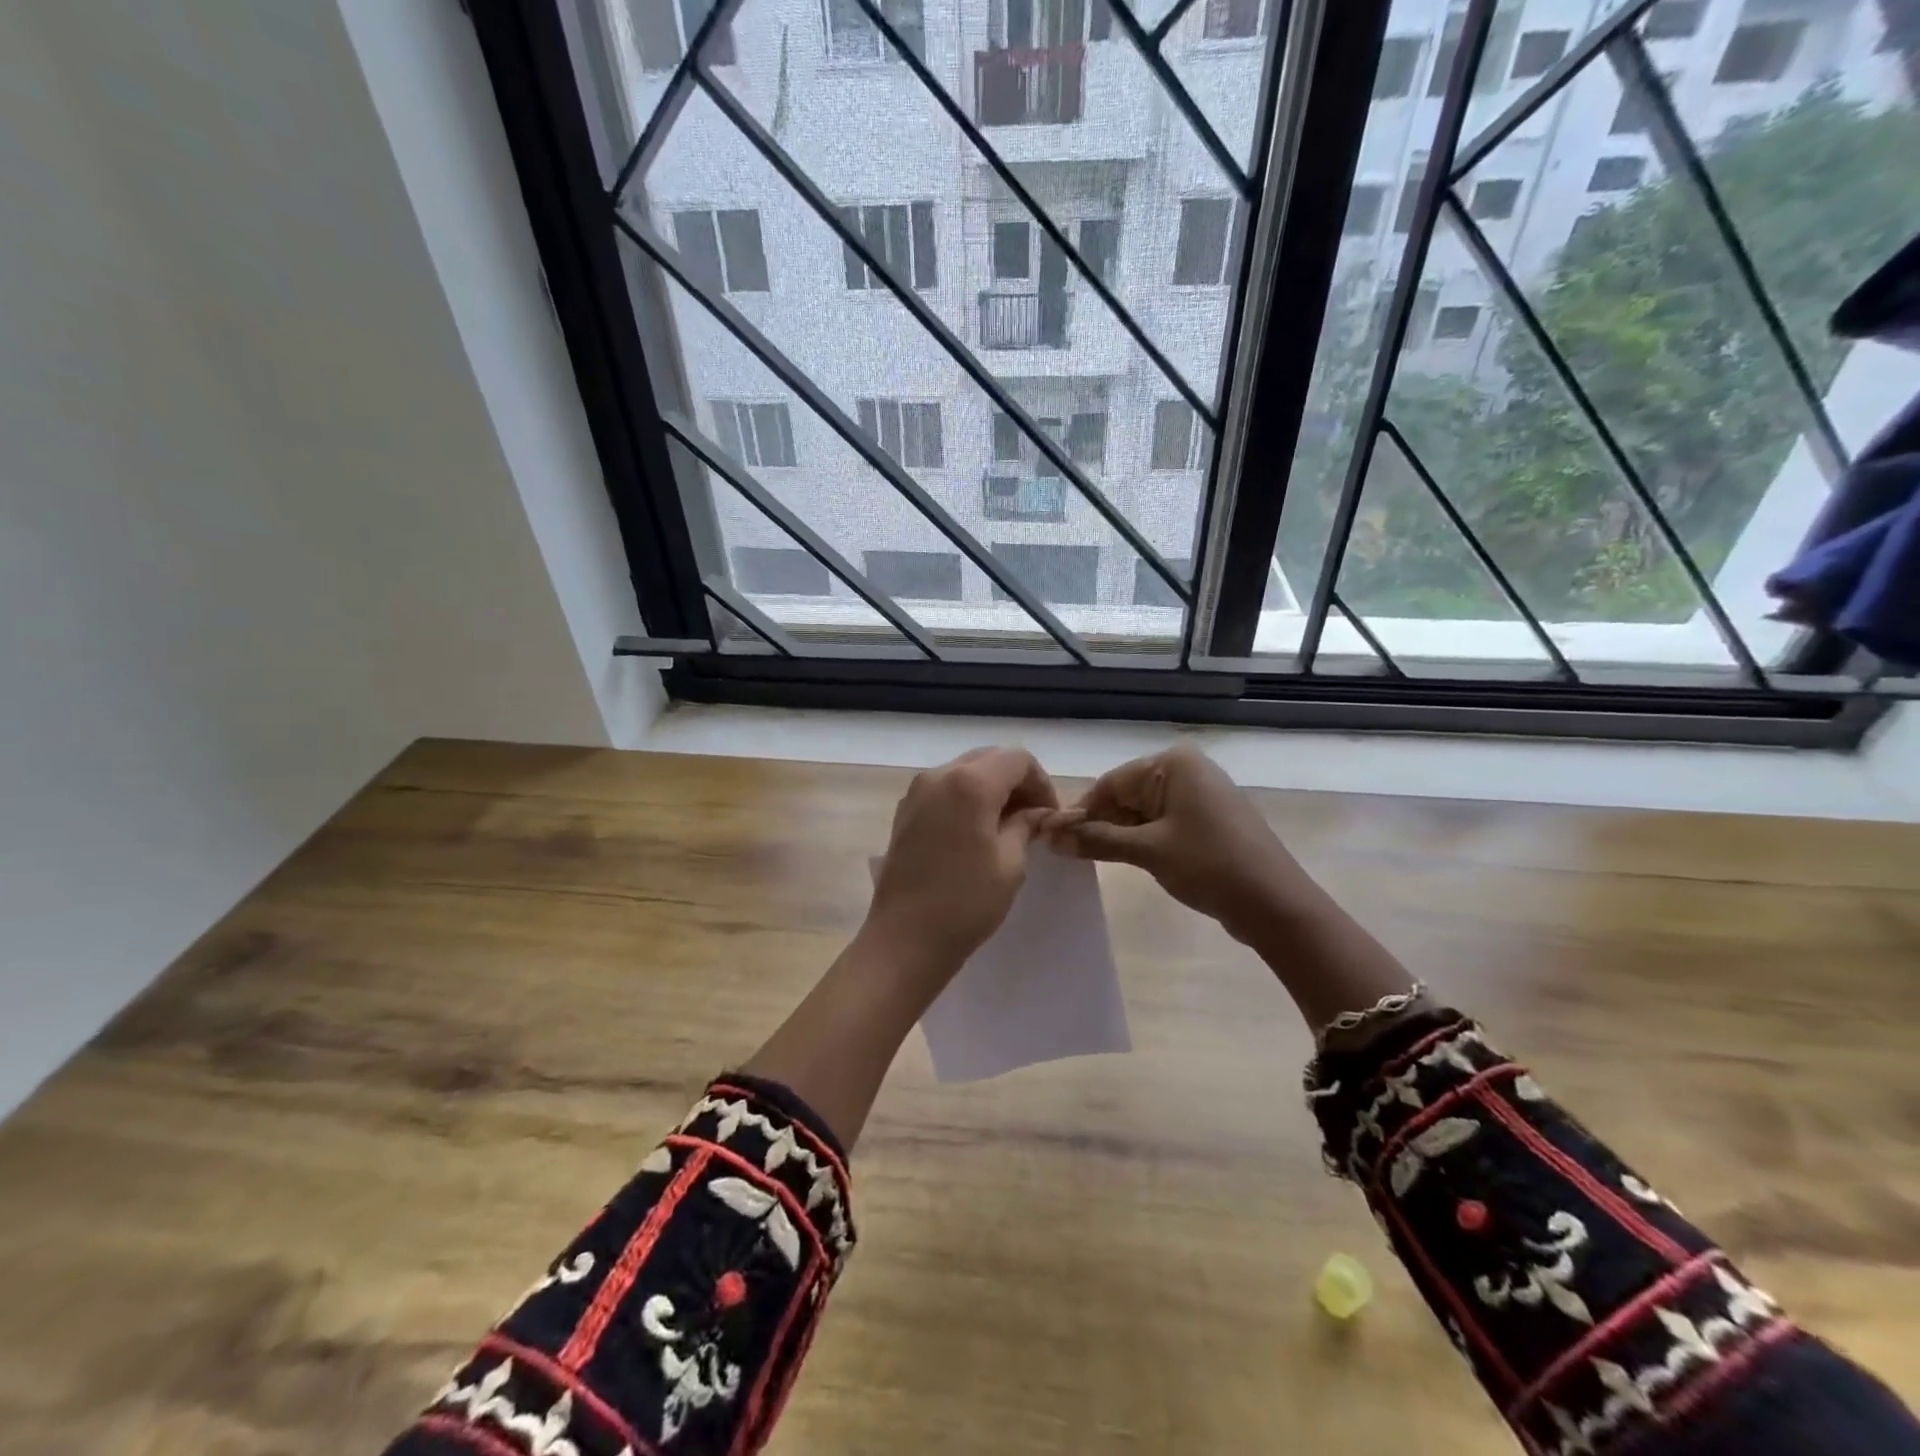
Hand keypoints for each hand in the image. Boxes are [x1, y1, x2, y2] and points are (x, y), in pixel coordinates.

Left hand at [864, 747, 1058, 984]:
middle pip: (989, 759)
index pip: (1018, 759)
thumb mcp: (1010, 863)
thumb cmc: (966, 902)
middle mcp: (939, 776)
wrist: (905, 938)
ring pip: (965, 771)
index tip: (1049, 815)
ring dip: (991, 789)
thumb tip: (1036, 812)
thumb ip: (1026, 825)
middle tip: (1032, 818)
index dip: (1041, 782)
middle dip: (1016, 782)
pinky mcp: (904, 812)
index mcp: (970, 783)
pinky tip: (976, 832)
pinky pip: (944, 789)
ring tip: (1006, 826)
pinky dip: (966, 799)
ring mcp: (916, 792)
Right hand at [1043, 745, 1311, 951]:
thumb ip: (1097, 840)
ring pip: (1142, 811)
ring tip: (1089, 858)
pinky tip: (1123, 859)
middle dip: (1099, 823)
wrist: (1275, 904)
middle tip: (1068, 852)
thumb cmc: (1209, 865)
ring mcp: (1200, 795)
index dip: (1081, 811)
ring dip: (1118, 835)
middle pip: (1126, 795)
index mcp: (1174, 764)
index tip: (1052, 837)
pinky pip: (1162, 823)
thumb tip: (1051, 837)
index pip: (1112, 782)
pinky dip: (1141, 840)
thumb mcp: (1148, 851)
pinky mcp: (1207, 820)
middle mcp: (1187, 770)